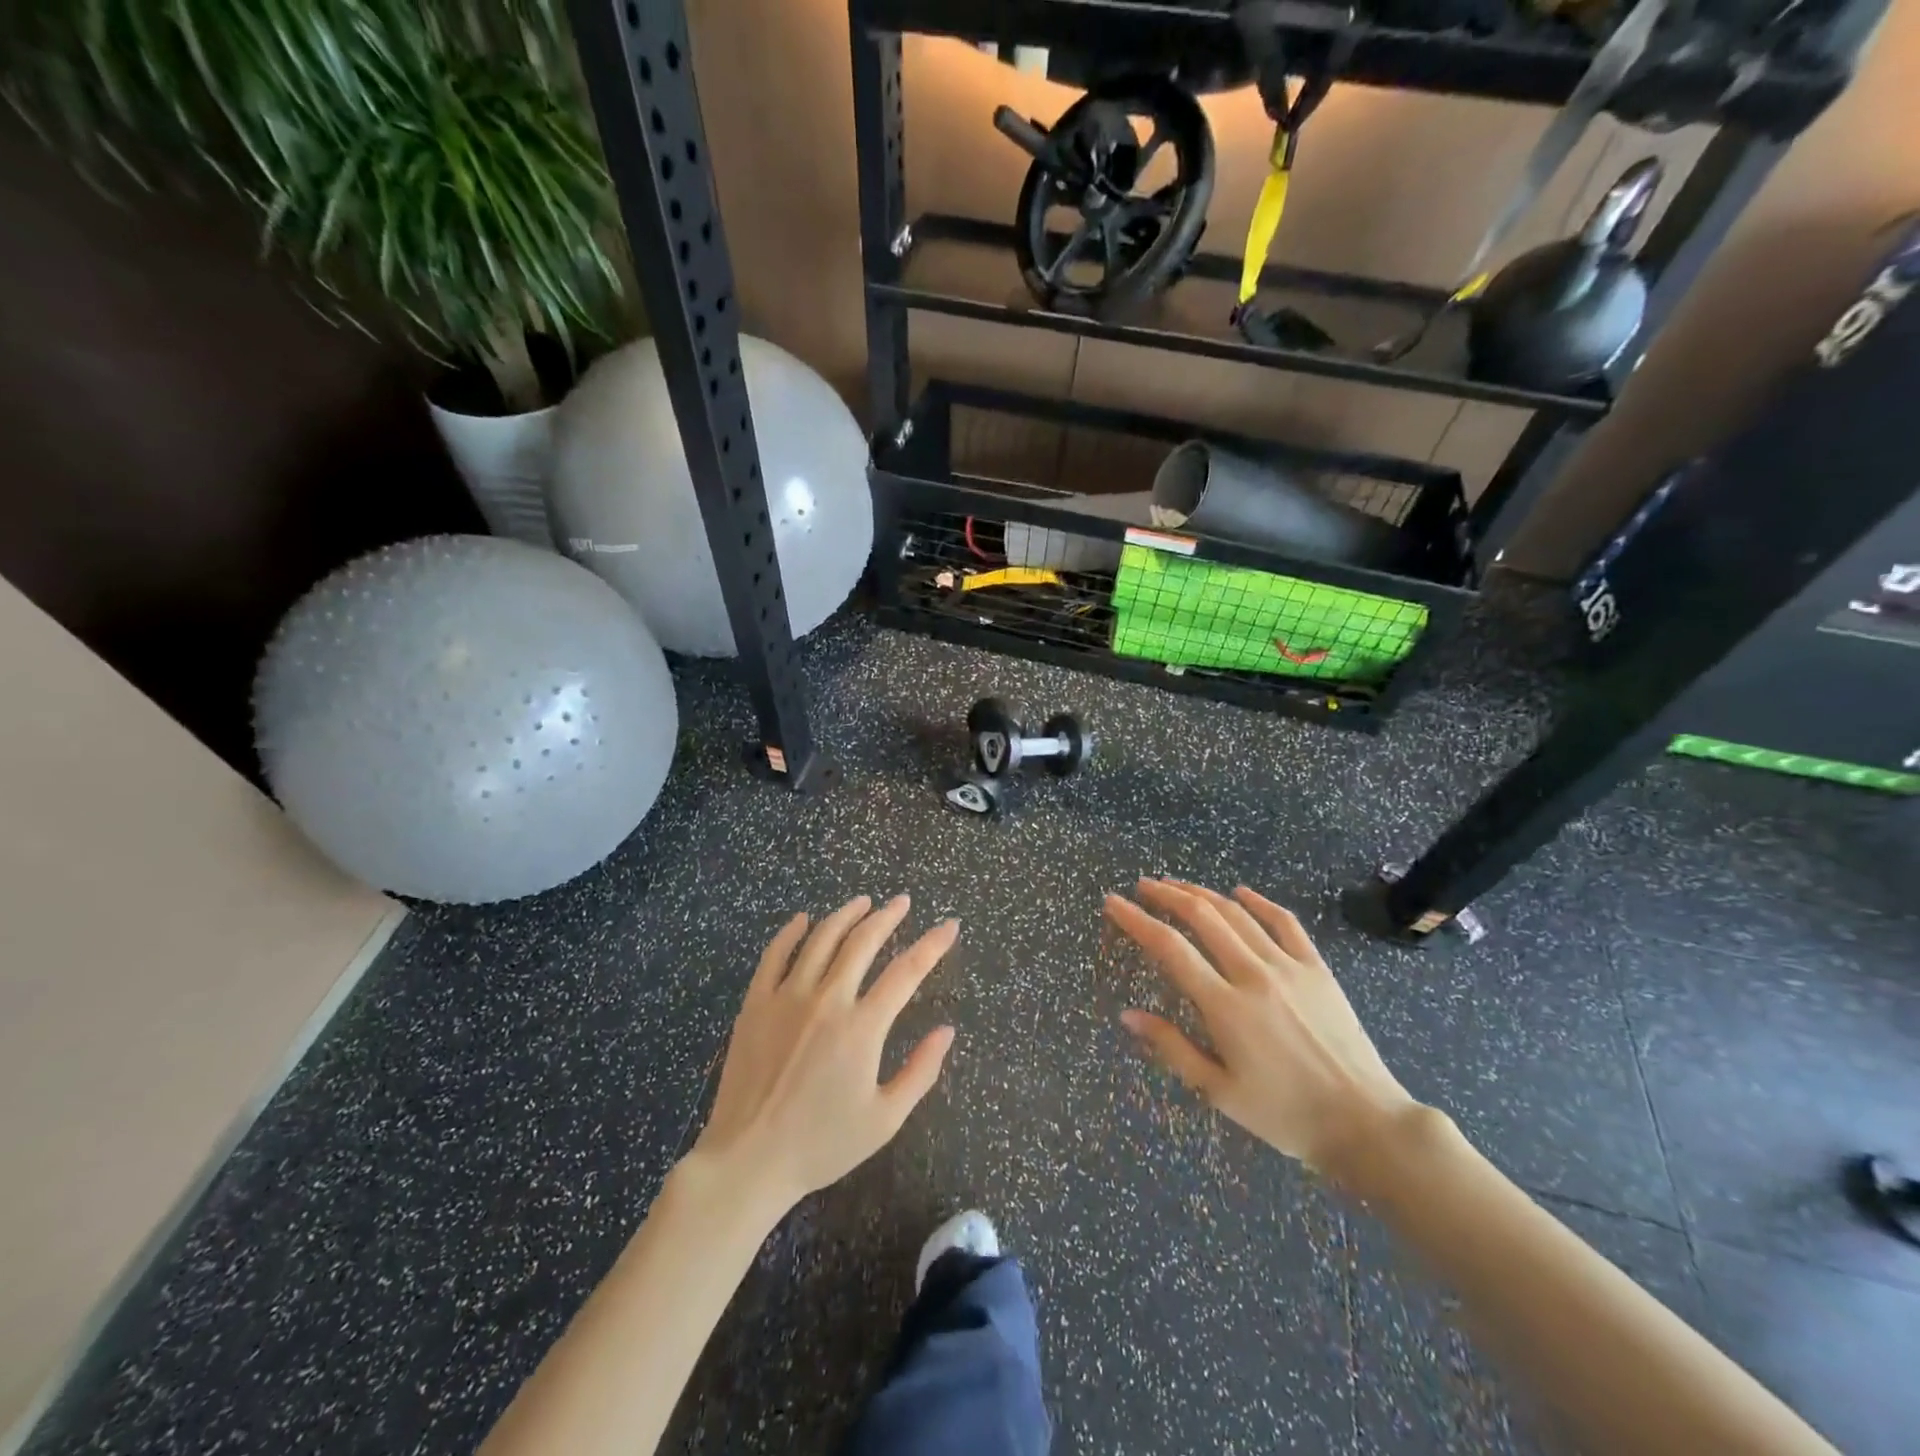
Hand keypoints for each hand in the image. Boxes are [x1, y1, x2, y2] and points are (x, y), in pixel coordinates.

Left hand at [686, 895, 957, 1213]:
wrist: (748, 1161)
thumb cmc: (821, 1144)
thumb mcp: (884, 1119)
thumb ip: (921, 1072)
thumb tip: (947, 1031)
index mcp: (862, 1027)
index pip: (907, 971)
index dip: (933, 945)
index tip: (949, 925)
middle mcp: (827, 1000)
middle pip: (862, 941)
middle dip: (888, 916)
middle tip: (902, 902)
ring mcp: (787, 997)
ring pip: (821, 938)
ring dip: (846, 915)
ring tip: (863, 902)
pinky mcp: (756, 1003)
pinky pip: (775, 954)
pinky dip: (791, 931)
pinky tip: (804, 920)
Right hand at [1105, 879, 1416, 1174]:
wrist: (1366, 1124)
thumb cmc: (1285, 1114)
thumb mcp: (1219, 1092)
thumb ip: (1171, 1047)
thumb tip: (1127, 1015)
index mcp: (1225, 1007)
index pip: (1169, 948)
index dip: (1136, 920)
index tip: (1113, 903)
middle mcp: (1254, 975)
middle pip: (1202, 917)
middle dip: (1166, 895)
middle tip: (1142, 886)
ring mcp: (1290, 967)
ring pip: (1238, 914)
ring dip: (1202, 893)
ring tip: (1176, 884)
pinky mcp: (1318, 969)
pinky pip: (1285, 922)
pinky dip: (1259, 902)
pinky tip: (1240, 892)